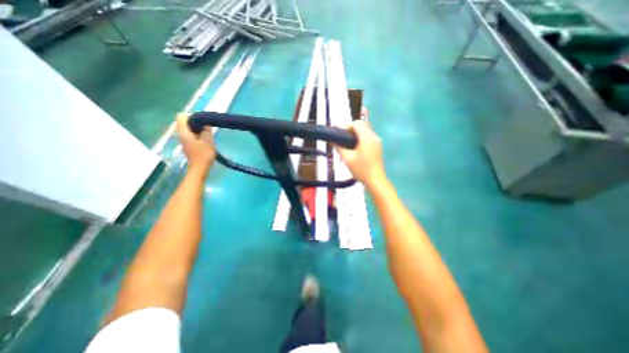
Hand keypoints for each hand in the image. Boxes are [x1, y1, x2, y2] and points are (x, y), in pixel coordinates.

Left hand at [177, 113, 215, 174]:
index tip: (202, 119)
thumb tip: (206, 122)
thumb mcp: (208, 141)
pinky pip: (191, 134)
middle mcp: (181, 134)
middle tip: (207, 125)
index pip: (181, 116)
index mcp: (184, 132)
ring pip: (188, 128)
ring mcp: (184, 140)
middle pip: (184, 122)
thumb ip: (206, 130)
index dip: (191, 115)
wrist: (200, 168)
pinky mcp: (188, 144)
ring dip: (198, 128)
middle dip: (196, 121)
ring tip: (208, 131)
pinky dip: (198, 133)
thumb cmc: (203, 155)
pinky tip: (206, 138)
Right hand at [336, 119, 385, 185]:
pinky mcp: (377, 146)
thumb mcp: (347, 159)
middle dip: (350, 128)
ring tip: (346, 142)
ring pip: (365, 130)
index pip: (356, 123)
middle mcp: (373, 136)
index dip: (346, 126)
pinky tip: (354, 146)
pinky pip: (368, 136)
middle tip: (342, 137)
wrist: (375, 180)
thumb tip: (333, 141)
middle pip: (362, 125)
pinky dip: (360, 137)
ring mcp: (377, 141)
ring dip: (356, 132)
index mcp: (366, 138)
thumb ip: (339, 148)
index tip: (339, 133)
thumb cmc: (361, 170)